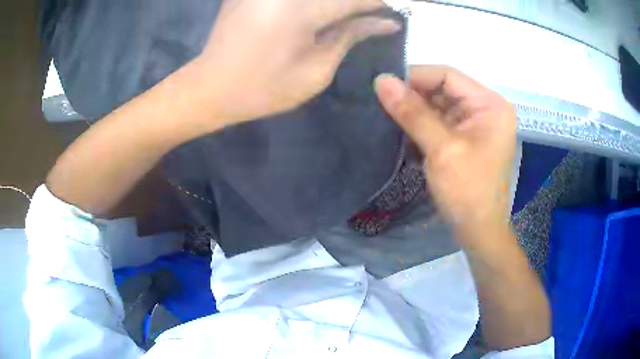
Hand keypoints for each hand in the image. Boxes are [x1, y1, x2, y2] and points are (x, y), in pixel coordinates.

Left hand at [194, 0, 400, 128]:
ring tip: (354, 14)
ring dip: (340, 2)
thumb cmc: (262, 89)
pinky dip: (319, 3)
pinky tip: (327, 11)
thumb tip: (385, 22)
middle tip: (377, 12)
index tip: (403, 7)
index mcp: (301, 9)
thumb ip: (351, 36)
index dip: (383, 1)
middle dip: (363, 2)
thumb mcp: (316, 71)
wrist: (209, 88)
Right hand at [374, 65, 516, 243]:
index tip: (383, 85)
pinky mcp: (466, 138)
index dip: (415, 77)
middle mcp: (485, 108)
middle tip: (380, 101)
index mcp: (489, 104)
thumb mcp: (441, 149)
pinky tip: (401, 130)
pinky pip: (440, 121)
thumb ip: (412, 112)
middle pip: (443, 89)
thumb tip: (380, 80)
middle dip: (413, 96)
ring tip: (385, 114)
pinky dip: (421, 125)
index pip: (447, 75)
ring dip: (414, 112)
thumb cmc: (467, 191)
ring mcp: (475, 123)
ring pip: (438, 105)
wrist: (477, 231)